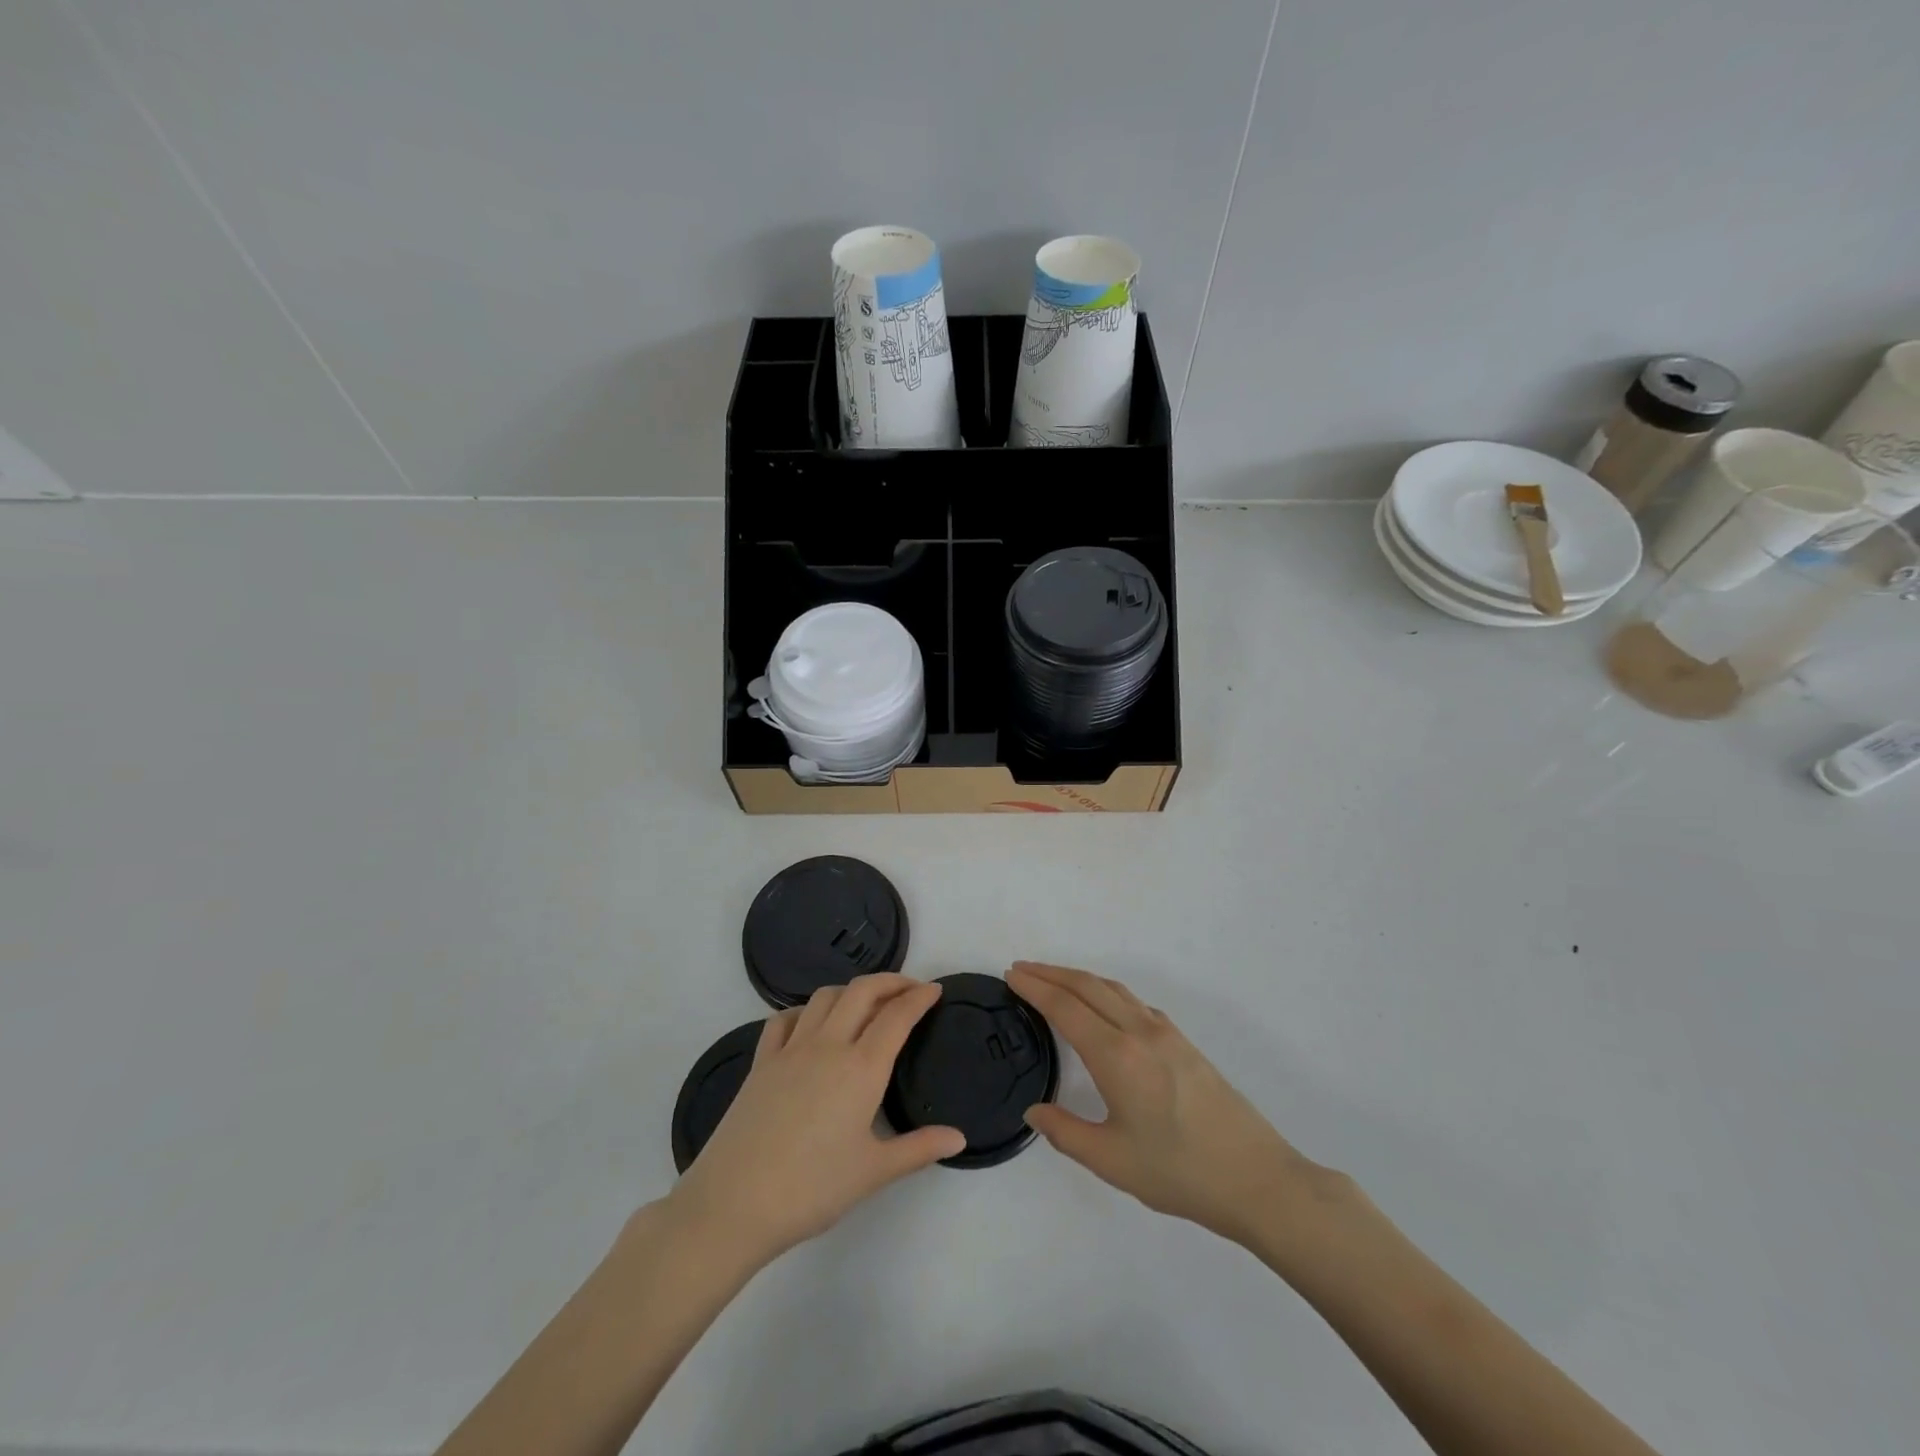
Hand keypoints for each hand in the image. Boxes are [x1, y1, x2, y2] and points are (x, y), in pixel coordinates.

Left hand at [667, 974, 964, 1268]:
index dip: (919, 997)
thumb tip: (959, 1138)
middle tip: (909, 989)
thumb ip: (919, 1149)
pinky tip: (810, 1024)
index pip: (897, 1016)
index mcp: (861, 1068)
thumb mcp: (873, 1173)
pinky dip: (805, 1010)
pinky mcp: (761, 1062)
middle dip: (890, 981)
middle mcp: (828, 1045)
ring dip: (851, 990)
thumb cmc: (812, 1189)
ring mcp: (790, 1050)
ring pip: (825, 997)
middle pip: (862, 991)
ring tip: (866, 1003)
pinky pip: (784, 1019)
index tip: (935, 990)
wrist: (734, 1204)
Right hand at [1009, 962, 1334, 1245]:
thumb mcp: (1112, 1161)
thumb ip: (1065, 1133)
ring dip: (1079, 978)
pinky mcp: (1184, 1043)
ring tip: (1054, 979)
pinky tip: (1105, 1007)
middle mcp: (1139, 1032)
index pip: (1066, 1008)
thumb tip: (1033, 1111)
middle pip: (1087, 987)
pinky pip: (1135, 1003)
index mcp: (1117, 1056)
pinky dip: (1107, 992)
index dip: (1035, 988)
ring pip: (1114, 989)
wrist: (1257, 1178)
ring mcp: (1166, 1034)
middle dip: (1051, 973)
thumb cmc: (1180, 1172)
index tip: (1011, 975)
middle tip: (1022, 968)